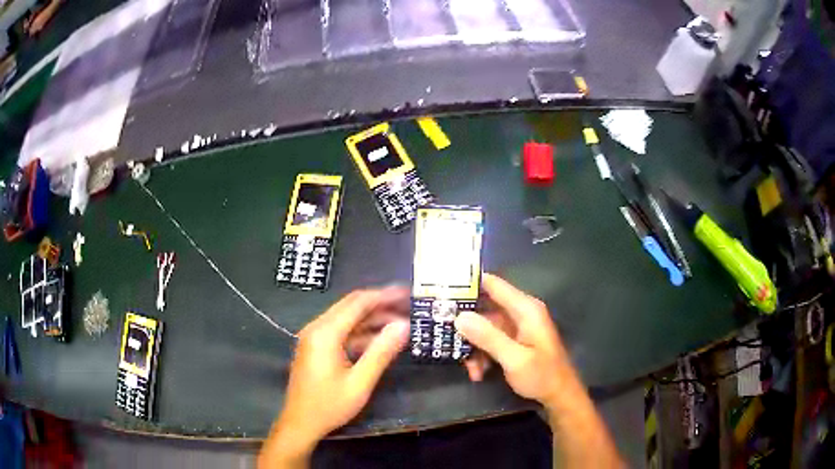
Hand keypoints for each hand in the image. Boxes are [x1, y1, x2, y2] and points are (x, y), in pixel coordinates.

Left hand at [262, 288, 409, 464]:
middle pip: (351, 306)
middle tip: (407, 305)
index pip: (358, 303)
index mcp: (325, 333)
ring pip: (346, 318)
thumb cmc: (329, 405)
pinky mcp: (316, 347)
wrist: (300, 423)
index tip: (406, 293)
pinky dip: (361, 332)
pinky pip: (341, 332)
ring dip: (371, 318)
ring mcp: (314, 337)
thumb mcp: (360, 382)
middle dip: (380, 303)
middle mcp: (317, 328)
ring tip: (399, 321)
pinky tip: (379, 338)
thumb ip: (381, 352)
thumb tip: (403, 325)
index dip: (383, 296)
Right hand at [454, 273, 572, 404]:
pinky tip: (478, 373)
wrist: (559, 396)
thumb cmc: (542, 375)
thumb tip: (459, 316)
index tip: (442, 292)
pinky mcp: (514, 341)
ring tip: (471, 370)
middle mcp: (520, 313)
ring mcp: (517, 327)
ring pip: (484, 328)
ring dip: (474, 348)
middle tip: (446, 340)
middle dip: (466, 327)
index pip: (493, 284)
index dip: (468, 285)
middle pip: (484, 309)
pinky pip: (490, 340)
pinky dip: (482, 355)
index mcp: (525, 309)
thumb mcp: (514, 359)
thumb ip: (488, 337)